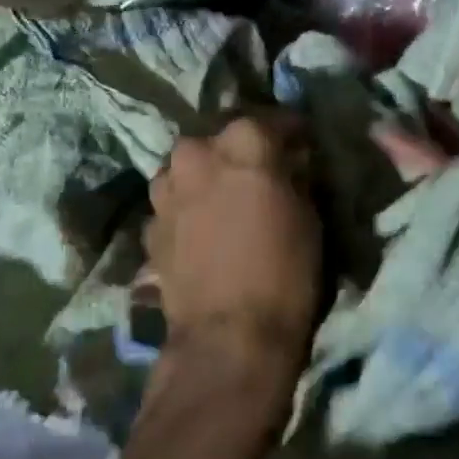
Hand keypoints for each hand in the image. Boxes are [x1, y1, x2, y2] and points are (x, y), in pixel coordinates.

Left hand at [145, 114, 322, 405]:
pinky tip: (203, 229)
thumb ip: (294, 175)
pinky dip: (188, 207)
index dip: (291, 132)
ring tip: (226, 201)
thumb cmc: (284, 272)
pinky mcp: (149, 222)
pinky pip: (174, 202)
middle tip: (260, 174)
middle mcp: (196, 152)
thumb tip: (290, 160)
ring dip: (207, 176)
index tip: (301, 144)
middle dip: (240, 151)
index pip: (272, 119)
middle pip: (221, 139)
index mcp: (242, 141)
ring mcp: (166, 186)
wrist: (227, 339)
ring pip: (189, 167)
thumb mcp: (309, 215)